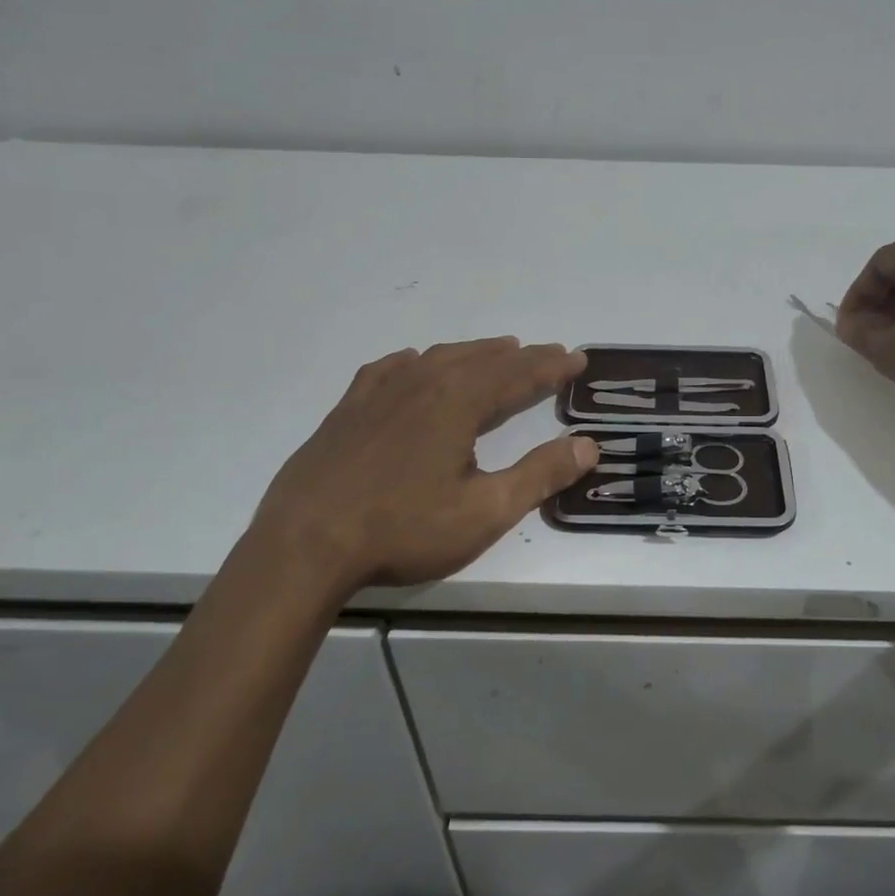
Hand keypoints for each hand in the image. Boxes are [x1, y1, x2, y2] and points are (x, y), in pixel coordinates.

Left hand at [250, 338, 598, 589]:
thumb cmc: (404, 529)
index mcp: (459, 403)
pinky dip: (415, 361)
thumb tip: (588, 445)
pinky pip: (389, 369)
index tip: (579, 359)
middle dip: (522, 357)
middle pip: (483, 360)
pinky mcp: (347, 409)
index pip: (519, 375)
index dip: (552, 366)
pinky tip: (414, 363)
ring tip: (498, 351)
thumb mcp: (485, 511)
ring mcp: (380, 393)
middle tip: (549, 353)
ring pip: (438, 358)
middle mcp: (422, 383)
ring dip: (475, 353)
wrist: (305, 544)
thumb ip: (540, 475)